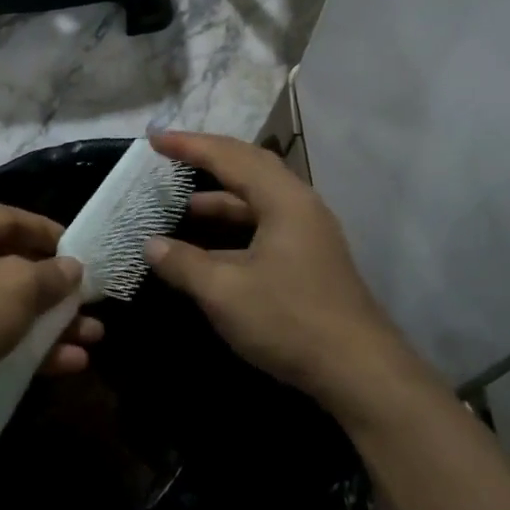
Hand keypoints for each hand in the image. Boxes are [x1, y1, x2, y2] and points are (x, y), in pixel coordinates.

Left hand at [0, 201, 103, 443]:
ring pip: (6, 305)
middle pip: (10, 264)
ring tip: (92, 336)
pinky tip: (71, 361)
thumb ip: (52, 274)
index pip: (9, 218)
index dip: (50, 233)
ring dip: (51, 321)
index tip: (84, 250)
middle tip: (91, 300)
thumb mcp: (15, 287)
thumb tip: (72, 269)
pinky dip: (30, 346)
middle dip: (56, 288)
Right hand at [144, 132, 416, 421]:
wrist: (358, 370)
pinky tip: (211, 246)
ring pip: (258, 200)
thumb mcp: (224, 291)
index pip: (230, 157)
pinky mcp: (309, 259)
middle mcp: (300, 206)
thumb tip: (151, 245)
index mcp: (284, 200)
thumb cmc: (289, 320)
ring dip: (220, 198)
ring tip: (182, 203)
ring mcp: (309, 234)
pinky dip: (234, 225)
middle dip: (208, 159)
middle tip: (171, 155)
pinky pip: (264, 224)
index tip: (154, 139)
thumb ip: (183, 263)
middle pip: (250, 167)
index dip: (190, 145)